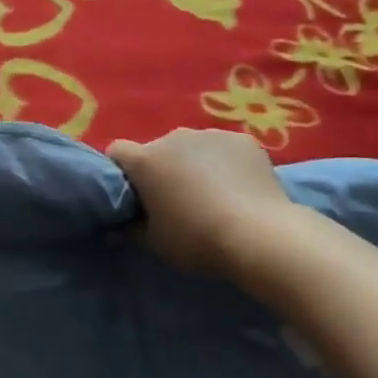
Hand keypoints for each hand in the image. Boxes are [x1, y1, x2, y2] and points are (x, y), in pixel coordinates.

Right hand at [107, 129, 294, 277]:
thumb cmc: (197, 240)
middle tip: (177, 201)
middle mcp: (173, 137)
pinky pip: (225, 149)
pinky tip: (239, 188)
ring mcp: (210, 134)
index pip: (117, 152)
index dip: (122, 171)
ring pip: (193, 147)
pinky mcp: (242, 140)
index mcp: (145, 160)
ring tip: (214, 195)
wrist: (259, 235)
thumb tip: (119, 226)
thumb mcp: (155, 242)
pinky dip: (226, 163)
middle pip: (158, 149)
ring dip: (194, 164)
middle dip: (163, 169)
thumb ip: (131, 228)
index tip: (134, 194)